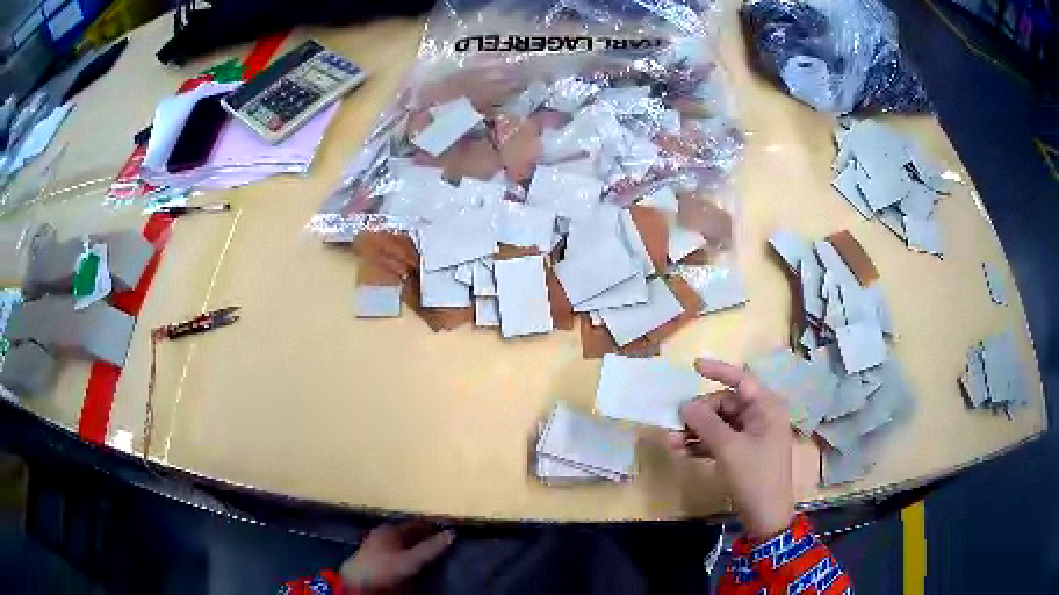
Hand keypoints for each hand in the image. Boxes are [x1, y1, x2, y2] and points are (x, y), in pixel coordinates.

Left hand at [340, 522, 453, 592]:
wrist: (358, 582)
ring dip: (414, 547)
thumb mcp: (411, 559)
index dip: (431, 527)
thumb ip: (431, 548)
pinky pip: (394, 552)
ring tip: (430, 553)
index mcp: (390, 529)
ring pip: (400, 543)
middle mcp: (382, 533)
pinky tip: (412, 562)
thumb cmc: (384, 567)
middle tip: (440, 543)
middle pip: (407, 533)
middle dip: (423, 537)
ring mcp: (375, 544)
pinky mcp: (373, 557)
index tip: (446, 531)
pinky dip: (405, 554)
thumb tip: (451, 534)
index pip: (415, 524)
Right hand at [669, 358, 794, 540]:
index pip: (741, 380)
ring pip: (719, 424)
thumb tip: (685, 405)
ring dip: (696, 431)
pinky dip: (702, 444)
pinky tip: (682, 452)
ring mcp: (752, 436)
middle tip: (675, 425)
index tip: (693, 366)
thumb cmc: (754, 476)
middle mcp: (760, 416)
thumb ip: (706, 423)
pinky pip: (719, 440)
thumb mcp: (729, 449)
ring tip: (672, 443)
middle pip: (725, 404)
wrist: (766, 516)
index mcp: (766, 408)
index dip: (718, 370)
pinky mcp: (743, 453)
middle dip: (699, 414)